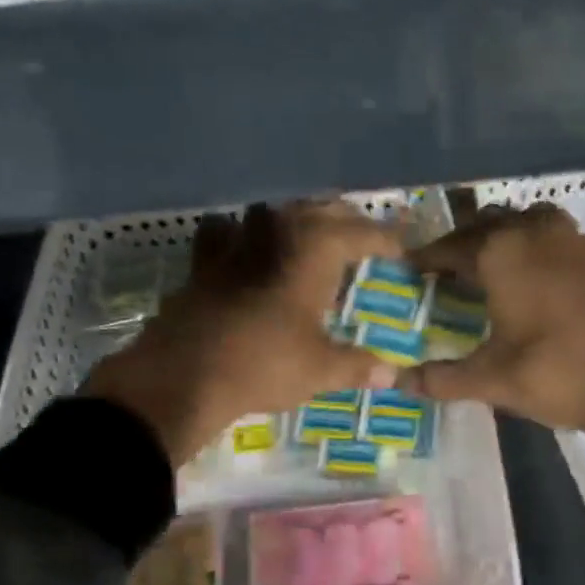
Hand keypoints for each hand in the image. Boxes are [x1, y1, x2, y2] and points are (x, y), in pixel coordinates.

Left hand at [82, 201, 402, 467]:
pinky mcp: (203, 260)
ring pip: (274, 211)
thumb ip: (357, 366)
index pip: (362, 231)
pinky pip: (225, 231)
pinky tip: (242, 248)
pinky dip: (239, 234)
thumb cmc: (263, 364)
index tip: (402, 248)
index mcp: (315, 249)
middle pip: (320, 209)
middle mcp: (278, 232)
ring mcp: (236, 241)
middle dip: (345, 220)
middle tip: (362, 238)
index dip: (386, 239)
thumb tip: (390, 374)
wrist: (183, 374)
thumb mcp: (319, 369)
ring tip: (309, 236)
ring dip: (295, 219)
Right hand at [403, 204, 584, 516]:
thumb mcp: (492, 379)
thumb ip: (442, 378)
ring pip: (529, 219)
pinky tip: (541, 273)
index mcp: (502, 254)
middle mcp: (536, 234)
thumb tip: (400, 382)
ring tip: (494, 261)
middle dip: (464, 240)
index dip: (427, 258)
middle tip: (447, 267)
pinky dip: (541, 243)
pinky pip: (561, 234)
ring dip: (506, 232)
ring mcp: (575, 241)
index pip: (451, 247)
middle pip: (489, 223)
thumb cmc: (557, 374)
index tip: (411, 267)